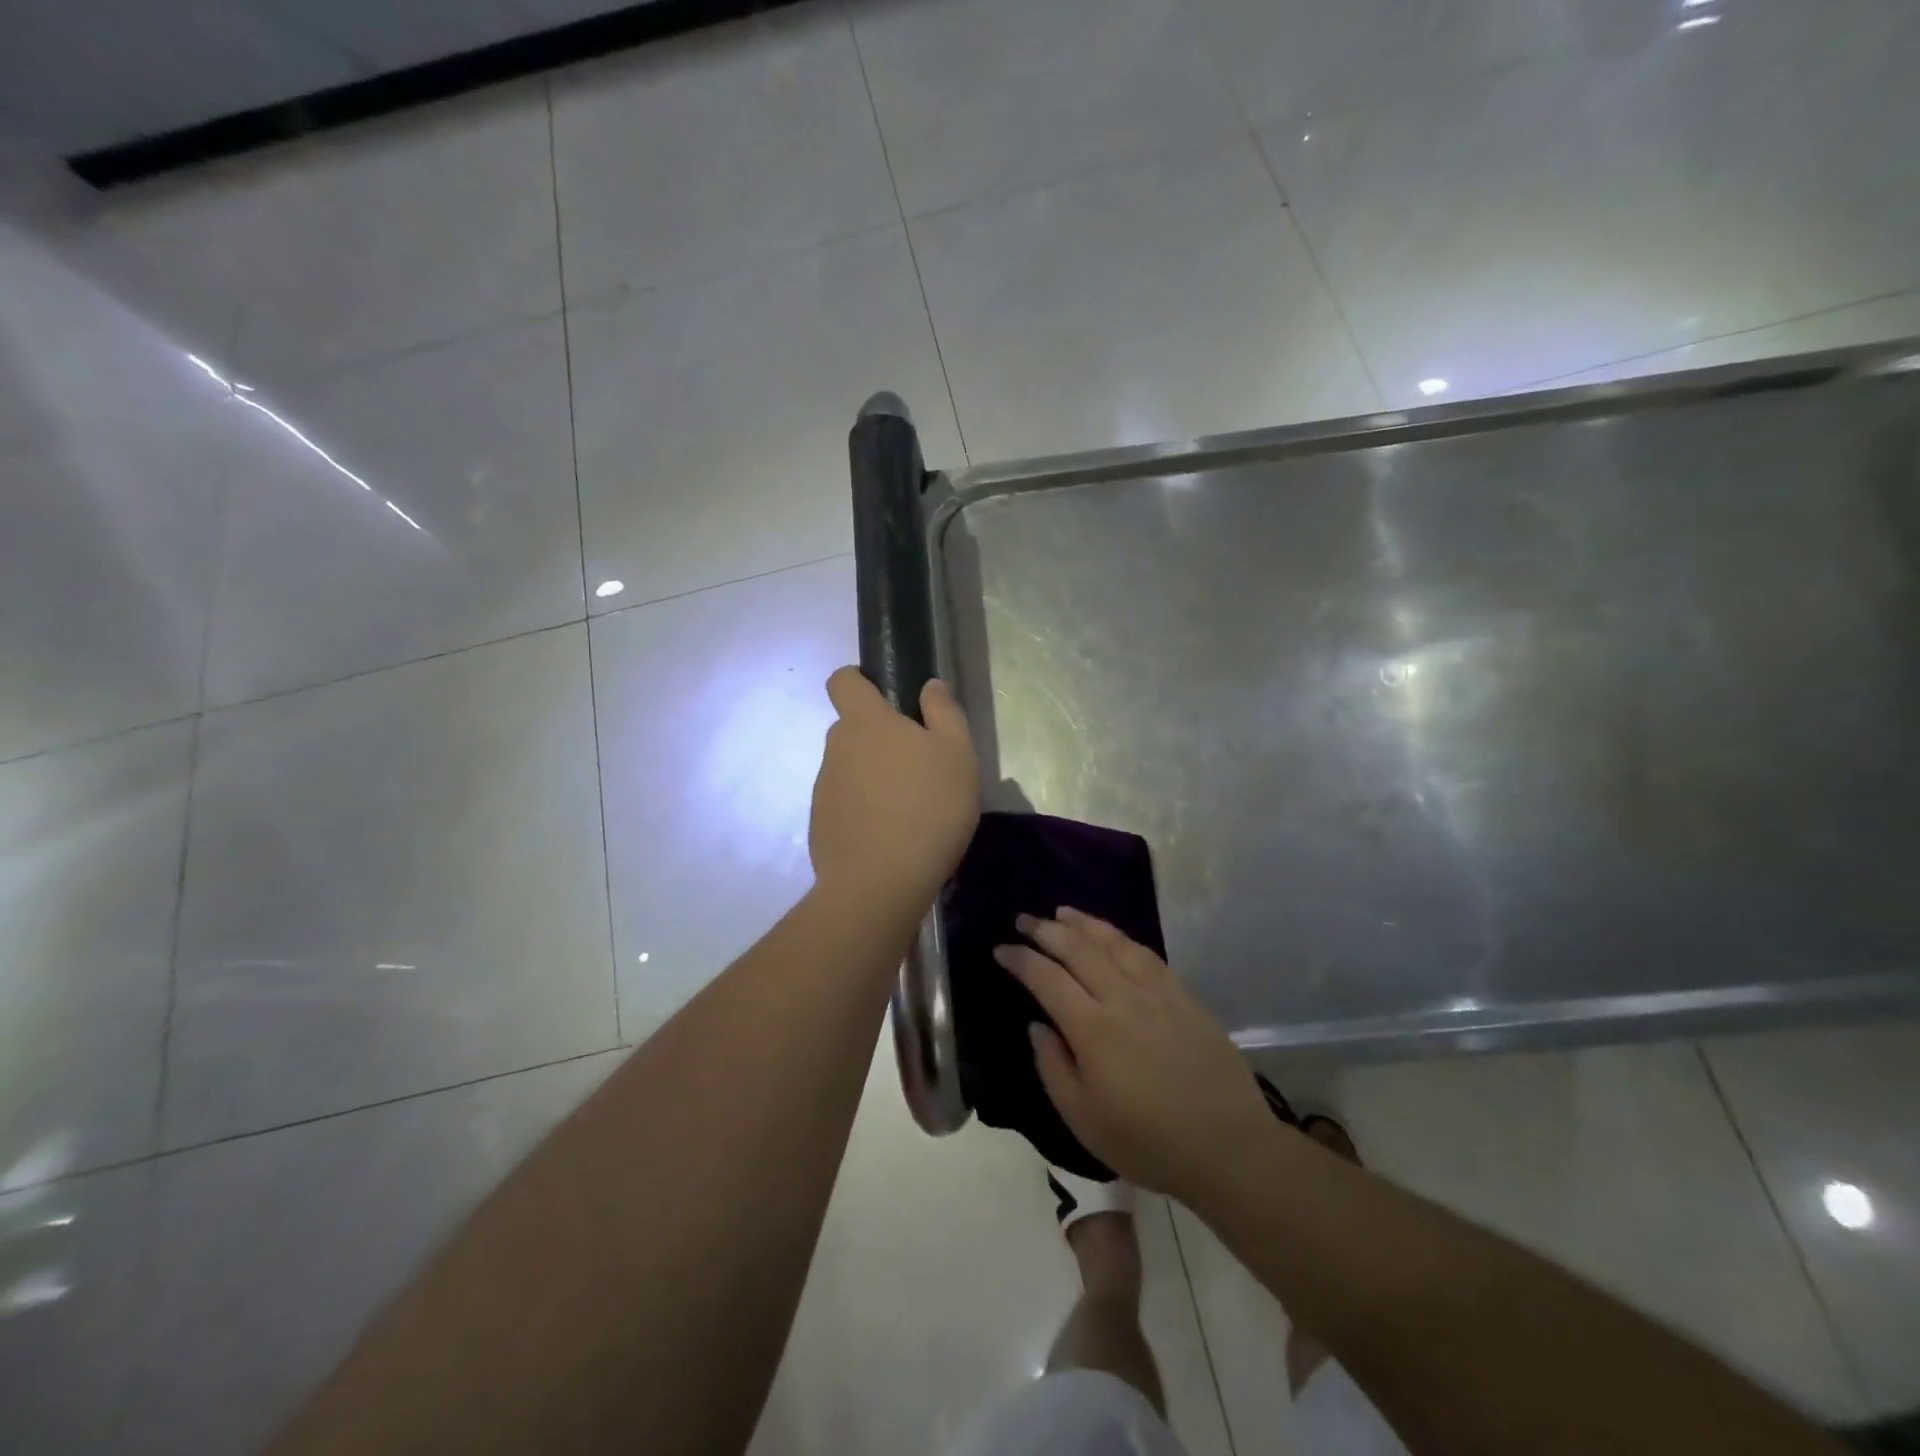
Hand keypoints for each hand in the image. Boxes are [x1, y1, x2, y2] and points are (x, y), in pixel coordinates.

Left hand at [809, 668, 978, 906]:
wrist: (880, 884)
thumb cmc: (928, 808)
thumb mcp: (957, 754)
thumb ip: (944, 713)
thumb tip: (929, 686)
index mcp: (865, 722)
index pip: (842, 681)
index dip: (858, 681)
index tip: (885, 698)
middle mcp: (836, 748)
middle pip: (853, 730)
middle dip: (879, 740)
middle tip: (918, 768)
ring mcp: (824, 789)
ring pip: (850, 770)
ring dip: (873, 779)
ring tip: (909, 811)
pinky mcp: (820, 825)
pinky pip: (844, 805)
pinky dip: (863, 812)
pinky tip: (890, 837)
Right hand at [997, 908, 1275, 1204]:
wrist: (1228, 1146)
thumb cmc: (1148, 1142)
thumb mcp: (1084, 1120)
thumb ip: (1053, 1067)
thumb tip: (1037, 1025)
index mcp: (1093, 1029)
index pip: (1047, 979)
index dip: (1021, 959)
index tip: (1001, 949)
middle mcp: (1122, 998)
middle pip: (1078, 949)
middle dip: (1046, 930)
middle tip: (1024, 919)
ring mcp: (1157, 992)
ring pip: (1113, 943)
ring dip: (1083, 923)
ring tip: (1062, 912)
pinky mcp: (1183, 995)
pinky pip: (1146, 954)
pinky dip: (1121, 937)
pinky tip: (1112, 936)